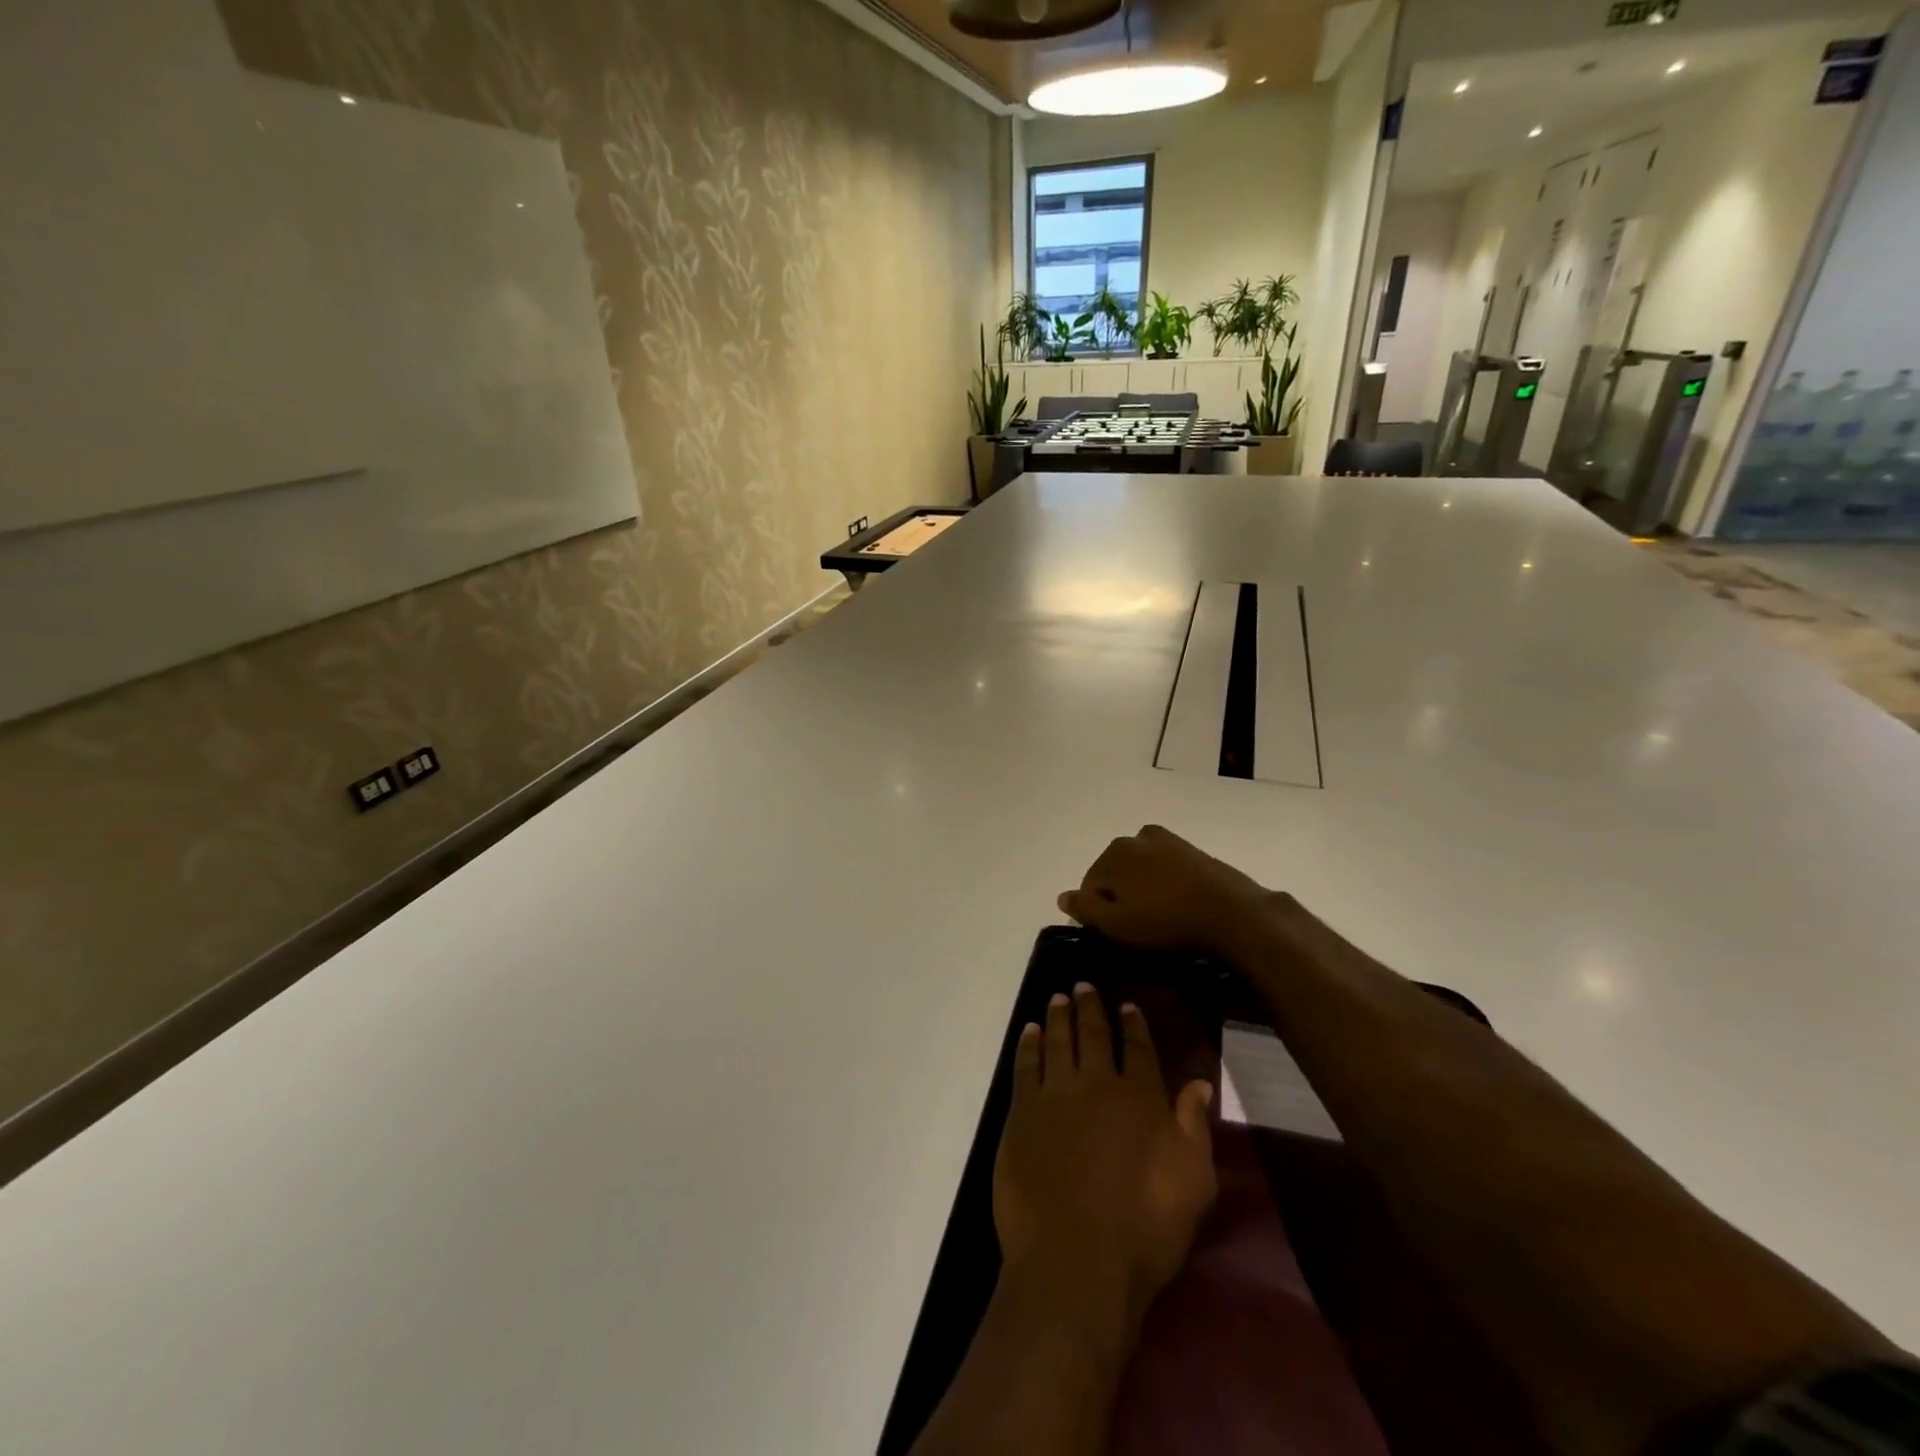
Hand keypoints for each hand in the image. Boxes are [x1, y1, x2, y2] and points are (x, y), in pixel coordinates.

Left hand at [993, 983, 1216, 1319]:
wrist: (1076, 1259)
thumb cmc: (1145, 1229)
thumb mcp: (1193, 1183)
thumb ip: (1195, 1126)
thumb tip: (1200, 1082)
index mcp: (1140, 1098)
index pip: (1139, 1049)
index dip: (1134, 1024)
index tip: (1127, 1005)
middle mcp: (1097, 1083)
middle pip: (1094, 1034)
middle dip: (1090, 1007)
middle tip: (1083, 985)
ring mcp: (1056, 1094)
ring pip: (1057, 1040)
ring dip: (1058, 1016)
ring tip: (1058, 997)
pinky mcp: (1022, 1112)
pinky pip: (1025, 1065)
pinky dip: (1028, 1044)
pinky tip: (1029, 1031)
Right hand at [1057, 825, 1271, 954]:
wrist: (1232, 914)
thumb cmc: (1167, 923)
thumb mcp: (1117, 925)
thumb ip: (1085, 909)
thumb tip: (1063, 897)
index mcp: (1113, 854)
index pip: (1090, 885)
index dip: (1098, 912)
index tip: (1117, 933)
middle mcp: (1135, 838)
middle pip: (1114, 872)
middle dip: (1120, 896)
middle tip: (1139, 926)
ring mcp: (1166, 840)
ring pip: (1139, 867)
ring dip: (1142, 887)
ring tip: (1159, 915)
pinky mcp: (1191, 849)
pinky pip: (1164, 865)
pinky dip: (1164, 880)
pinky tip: (1177, 902)